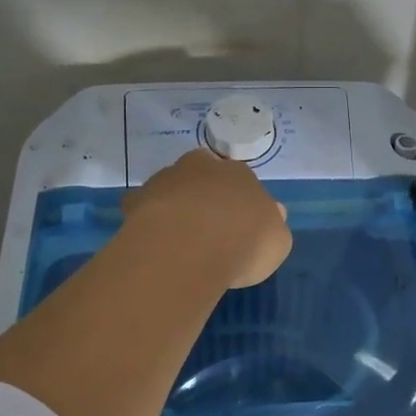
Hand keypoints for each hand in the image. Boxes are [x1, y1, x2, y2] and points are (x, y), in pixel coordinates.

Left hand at [121, 148, 291, 288]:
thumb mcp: (278, 241)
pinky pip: (142, 207)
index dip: (240, 201)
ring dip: (175, 204)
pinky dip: (146, 219)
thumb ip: (273, 225)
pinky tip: (153, 241)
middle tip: (208, 224)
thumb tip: (273, 214)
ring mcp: (167, 180)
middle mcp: (202, 167)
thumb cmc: (245, 242)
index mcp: (240, 174)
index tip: (239, 223)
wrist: (191, 248)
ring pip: (172, 187)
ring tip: (178, 237)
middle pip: (203, 174)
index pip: (241, 179)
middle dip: (204, 193)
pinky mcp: (138, 201)